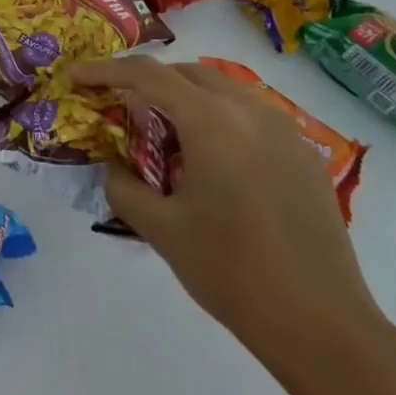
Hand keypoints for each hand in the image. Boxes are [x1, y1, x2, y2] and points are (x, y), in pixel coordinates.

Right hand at [71, 56, 386, 363]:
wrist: (320, 324)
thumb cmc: (230, 270)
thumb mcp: (159, 228)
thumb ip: (123, 186)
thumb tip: (114, 167)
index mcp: (212, 122)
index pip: (147, 75)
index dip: (105, 70)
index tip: (75, 77)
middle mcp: (251, 112)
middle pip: (188, 74)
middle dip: (147, 80)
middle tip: (117, 105)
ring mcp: (286, 133)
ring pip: (223, 91)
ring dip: (184, 98)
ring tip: (160, 134)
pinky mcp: (304, 158)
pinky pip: (250, 117)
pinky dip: (217, 120)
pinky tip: (207, 162)